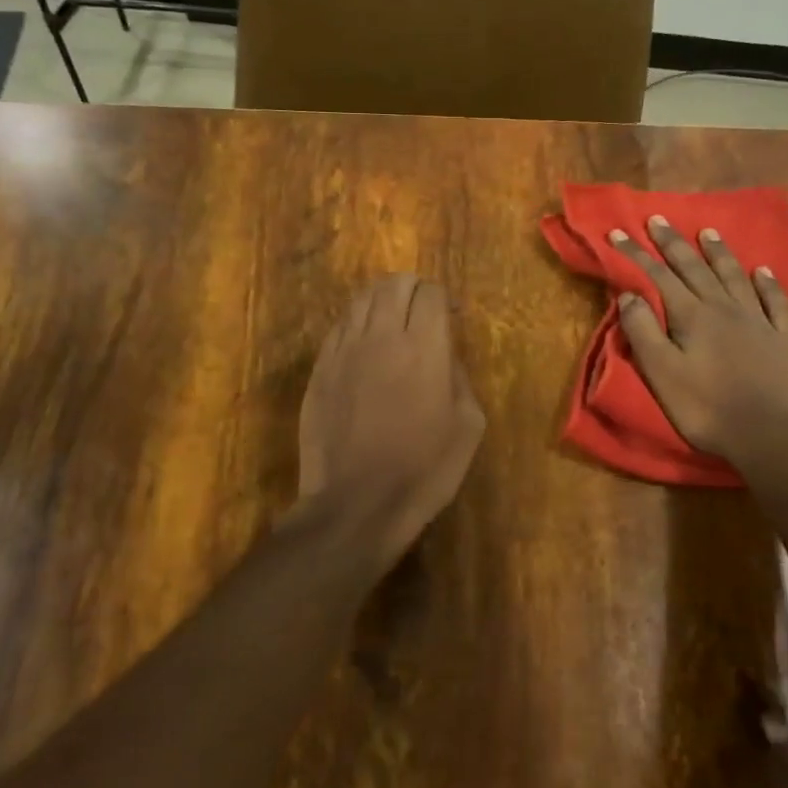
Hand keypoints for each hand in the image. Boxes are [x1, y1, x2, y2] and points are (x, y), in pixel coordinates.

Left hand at [297, 274, 485, 568]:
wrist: (357, 503)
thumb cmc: (424, 470)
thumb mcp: (468, 427)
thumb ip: (460, 378)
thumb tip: (446, 356)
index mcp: (424, 347)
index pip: (431, 293)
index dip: (444, 299)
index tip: (451, 317)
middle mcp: (381, 336)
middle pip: (393, 284)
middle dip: (413, 289)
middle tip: (422, 312)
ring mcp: (344, 350)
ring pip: (361, 299)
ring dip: (382, 300)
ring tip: (392, 321)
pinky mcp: (320, 369)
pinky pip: (338, 327)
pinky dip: (356, 323)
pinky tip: (365, 345)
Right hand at [609, 217, 787, 472]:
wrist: (772, 436)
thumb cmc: (707, 408)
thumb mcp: (662, 374)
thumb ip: (643, 332)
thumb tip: (629, 295)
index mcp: (692, 316)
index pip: (658, 276)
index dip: (636, 254)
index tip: (618, 233)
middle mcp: (725, 308)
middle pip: (695, 268)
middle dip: (673, 243)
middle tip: (658, 219)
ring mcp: (759, 320)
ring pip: (735, 277)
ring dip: (718, 253)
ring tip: (707, 232)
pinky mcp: (786, 338)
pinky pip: (776, 301)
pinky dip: (767, 283)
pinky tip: (763, 271)